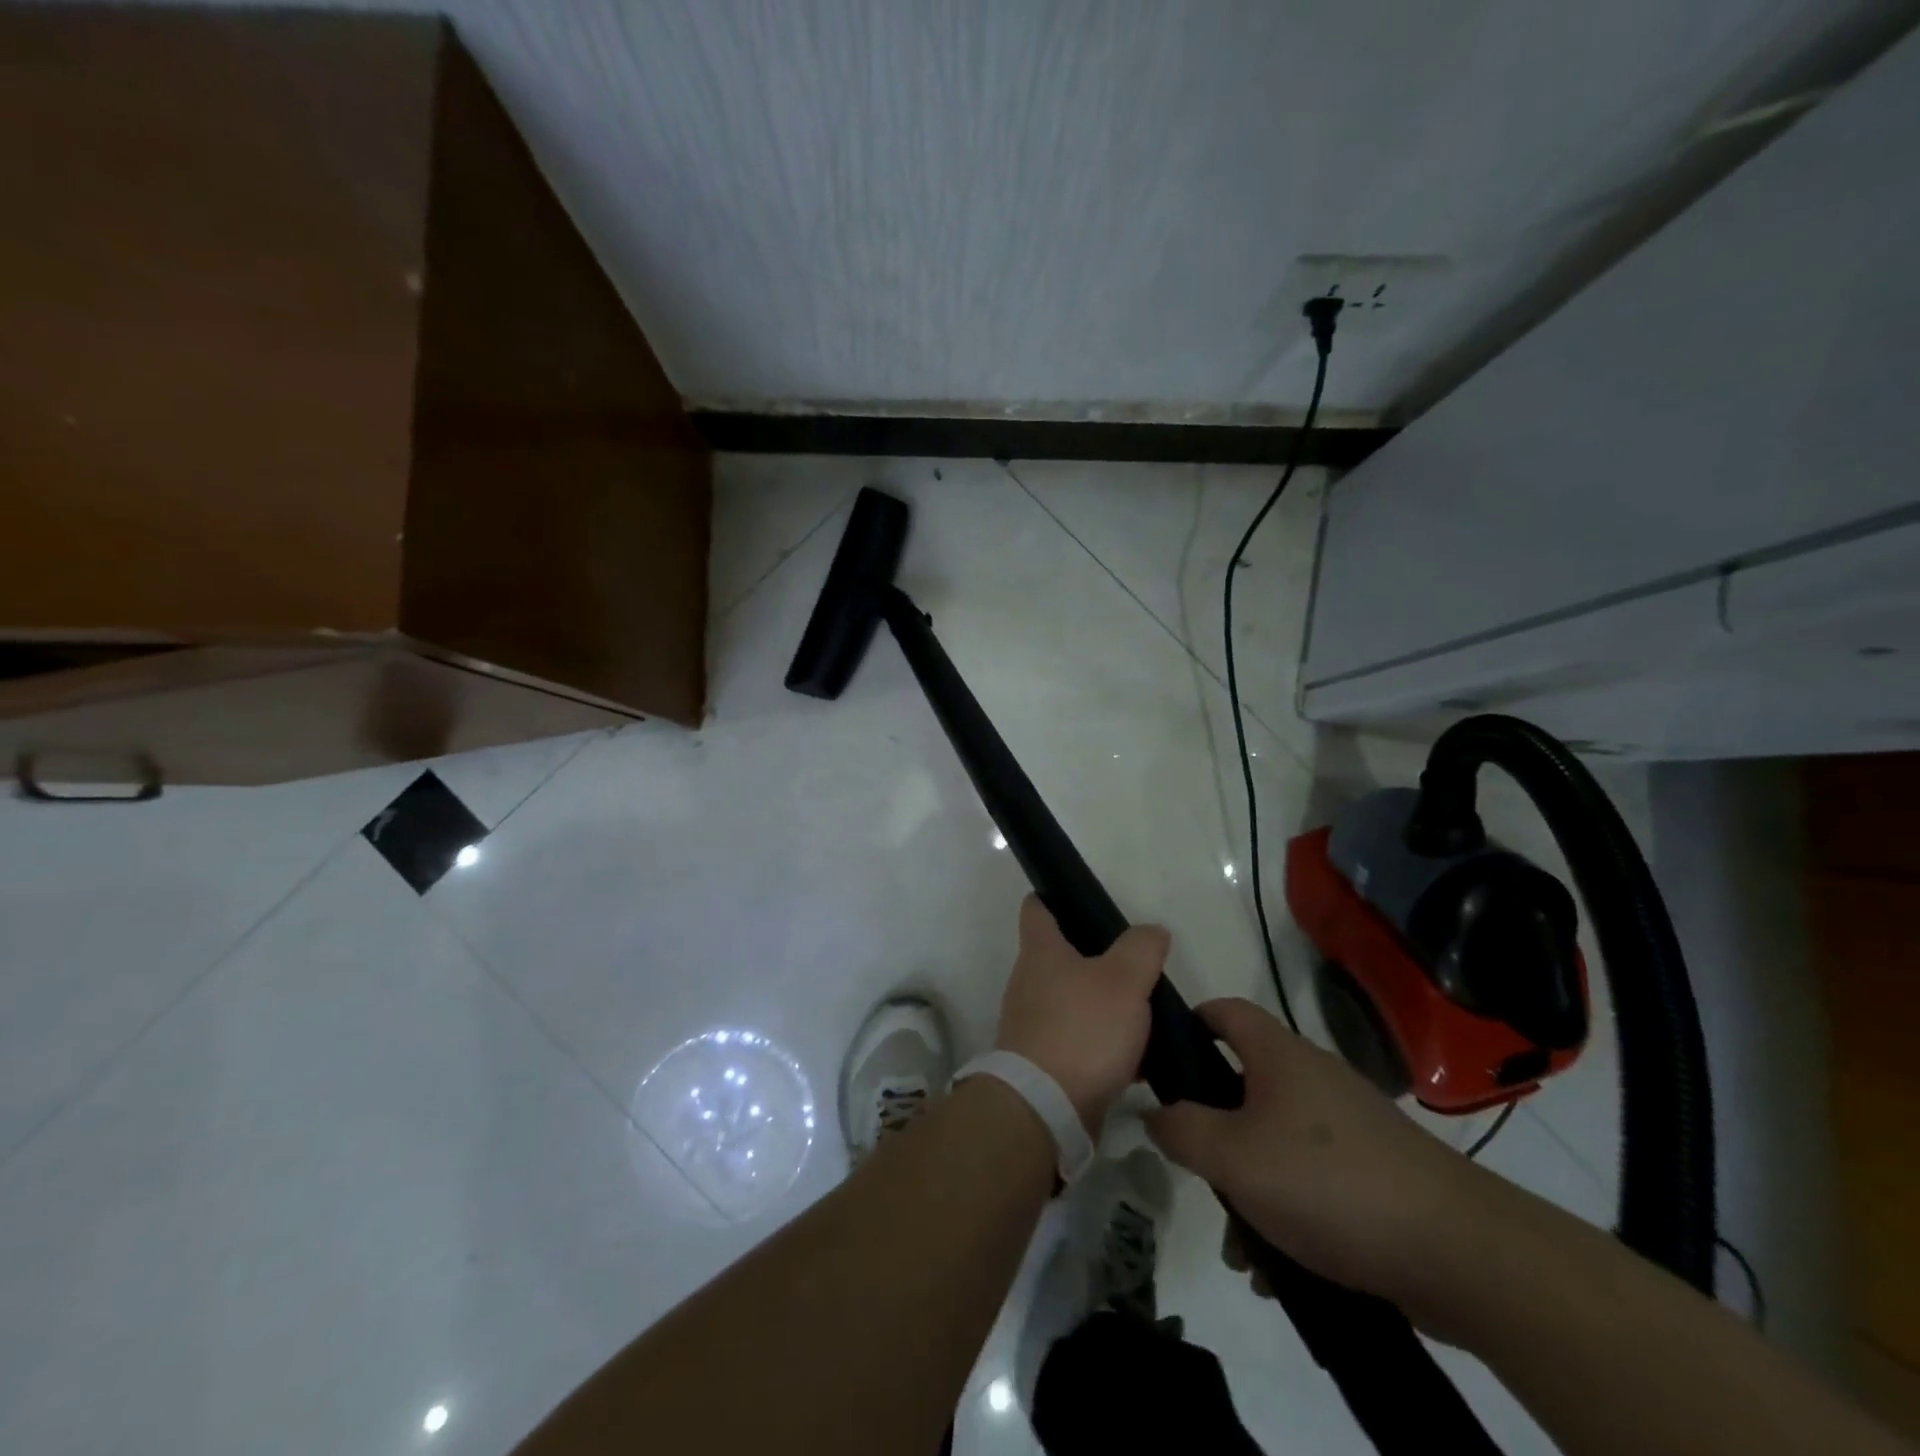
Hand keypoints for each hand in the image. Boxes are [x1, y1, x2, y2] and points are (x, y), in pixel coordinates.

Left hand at [994, 895, 1168, 1131]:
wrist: (1046, 1108)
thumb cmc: (1082, 1029)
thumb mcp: (1123, 980)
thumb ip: (1141, 949)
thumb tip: (1151, 931)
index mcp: (1041, 951)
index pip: (1037, 908)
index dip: (1055, 897)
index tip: (1083, 899)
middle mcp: (1031, 981)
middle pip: (1062, 955)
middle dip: (1097, 957)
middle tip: (1137, 962)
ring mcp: (1036, 1022)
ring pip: (1076, 1000)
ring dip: (1106, 1004)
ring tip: (1148, 1010)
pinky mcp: (1047, 1060)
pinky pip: (1082, 1041)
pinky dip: (1107, 1044)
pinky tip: (1142, 1057)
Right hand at [1146, 998, 1495, 1309]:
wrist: (1460, 1252)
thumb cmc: (1328, 1183)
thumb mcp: (1234, 1157)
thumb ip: (1181, 1129)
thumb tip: (1154, 1111)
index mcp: (1279, 1055)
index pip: (1224, 1011)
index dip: (1188, 1022)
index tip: (1159, 1060)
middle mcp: (1313, 1077)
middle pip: (1244, 1084)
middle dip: (1213, 1130)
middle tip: (1194, 1167)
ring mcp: (1348, 1124)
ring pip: (1275, 1140)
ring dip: (1249, 1185)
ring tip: (1239, 1246)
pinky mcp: (1375, 1170)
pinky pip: (1311, 1178)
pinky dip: (1288, 1209)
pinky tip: (1281, 1266)